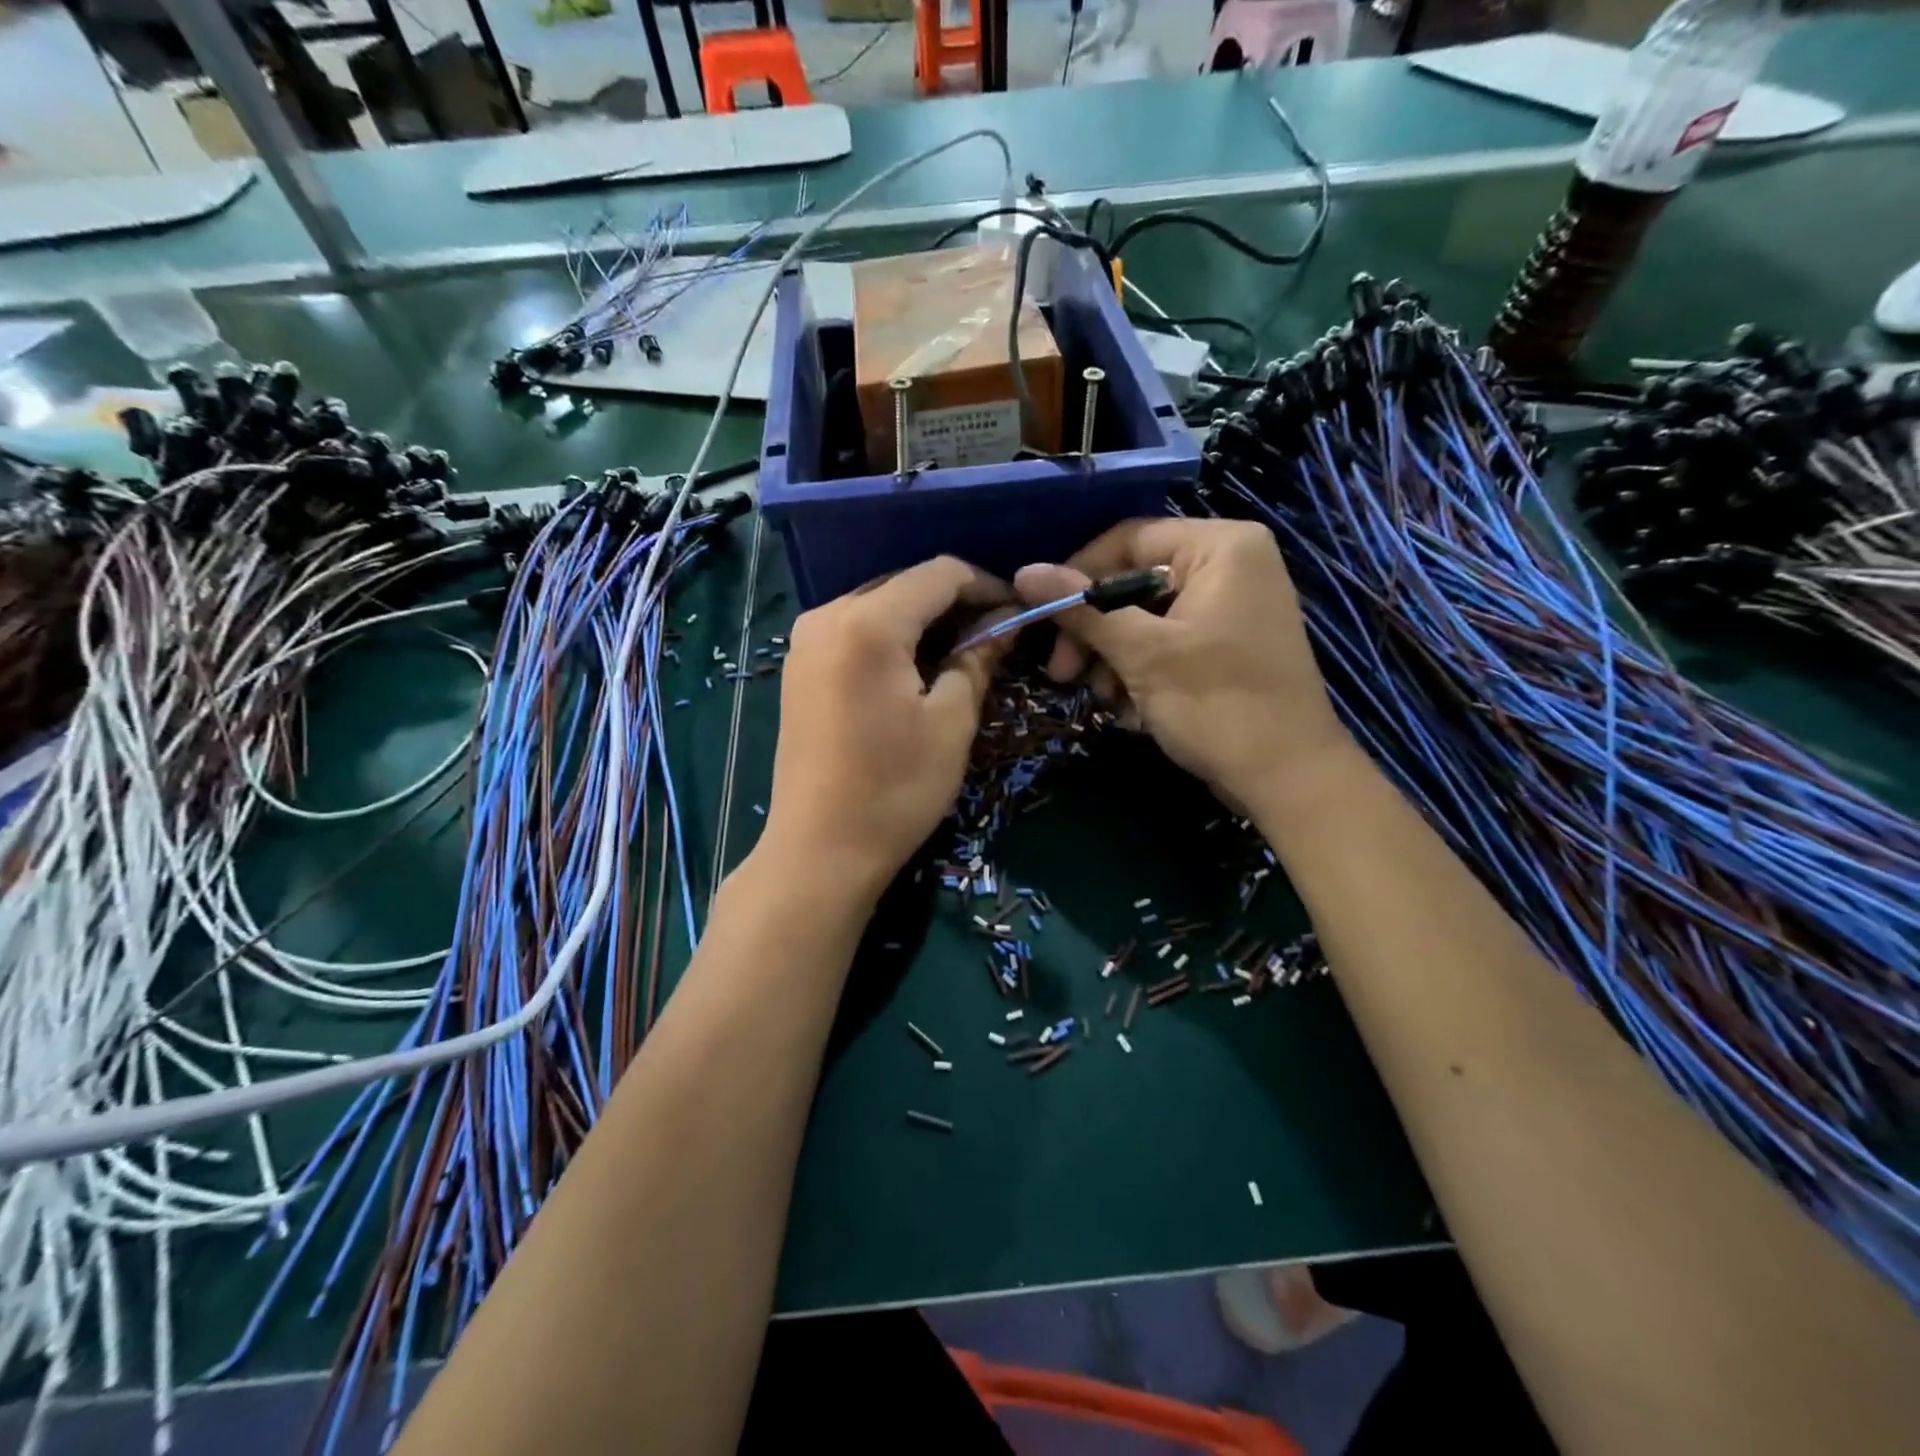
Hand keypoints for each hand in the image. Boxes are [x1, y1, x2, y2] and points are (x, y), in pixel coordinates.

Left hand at [758, 557, 1011, 903]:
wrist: (819, 851)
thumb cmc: (894, 790)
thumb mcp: (951, 723)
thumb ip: (977, 659)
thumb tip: (1002, 625)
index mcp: (868, 623)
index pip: (939, 574)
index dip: (986, 585)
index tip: (1017, 613)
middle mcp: (827, 616)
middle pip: (905, 584)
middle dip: (954, 603)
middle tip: (993, 636)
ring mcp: (805, 641)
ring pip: (879, 605)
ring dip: (923, 620)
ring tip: (959, 654)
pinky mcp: (798, 667)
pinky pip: (854, 630)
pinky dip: (891, 637)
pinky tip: (915, 668)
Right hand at [1013, 518, 1354, 810]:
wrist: (1288, 779)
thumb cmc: (1218, 704)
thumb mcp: (1142, 654)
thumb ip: (1083, 609)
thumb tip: (1023, 572)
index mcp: (1220, 546)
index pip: (1127, 540)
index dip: (1077, 576)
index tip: (1042, 619)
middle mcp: (1229, 564)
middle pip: (1132, 582)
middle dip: (1094, 631)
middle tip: (1062, 673)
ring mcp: (1230, 607)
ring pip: (1144, 618)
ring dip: (1113, 659)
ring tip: (1106, 700)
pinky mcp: (1225, 645)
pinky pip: (1166, 643)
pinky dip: (1141, 673)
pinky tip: (1132, 710)